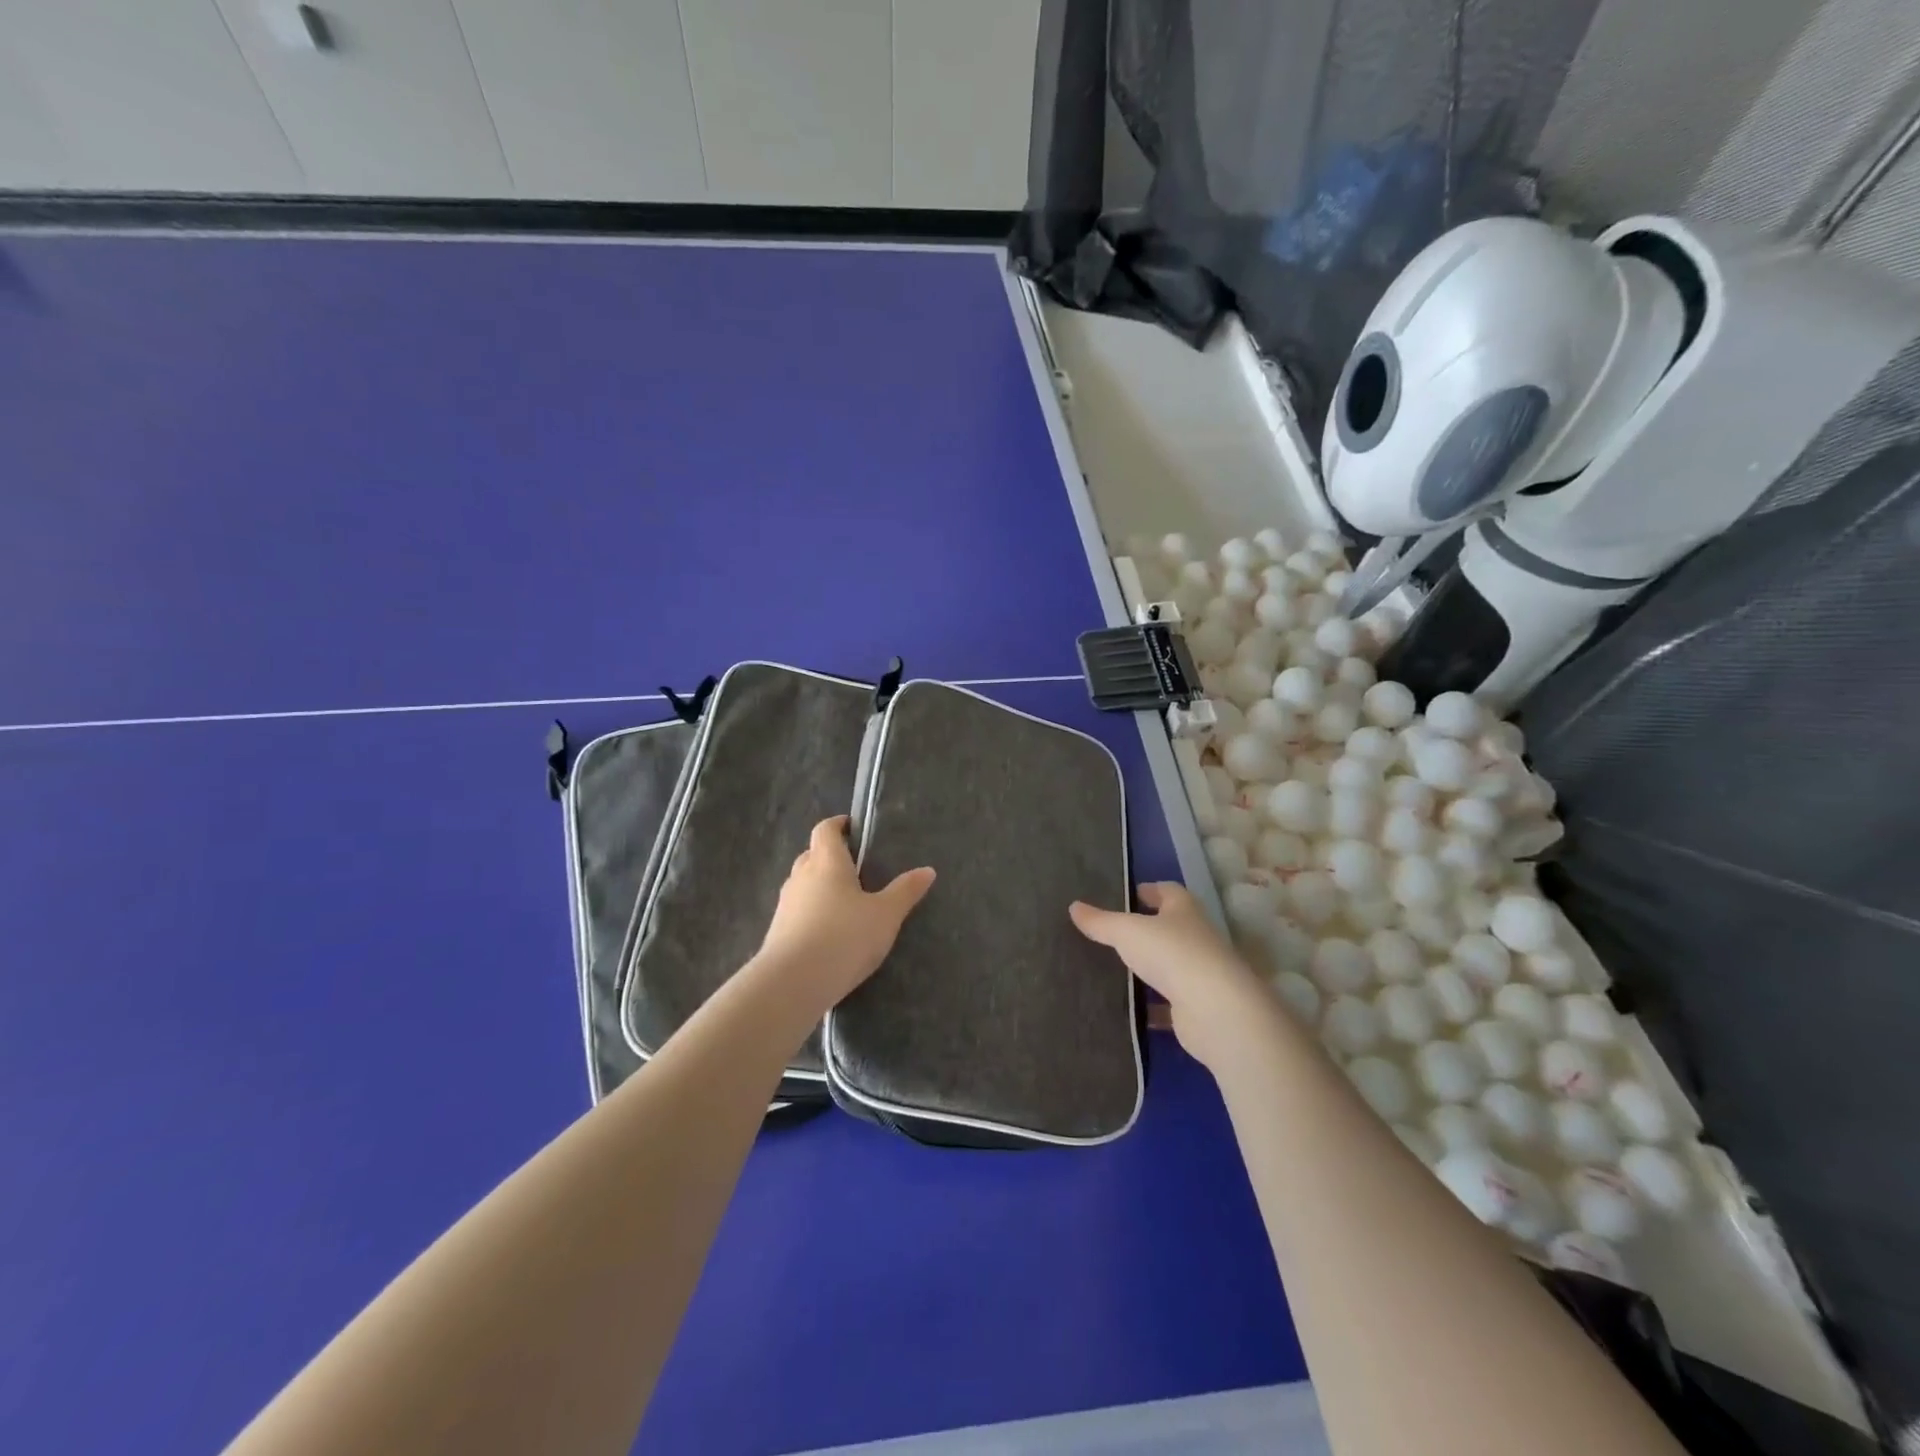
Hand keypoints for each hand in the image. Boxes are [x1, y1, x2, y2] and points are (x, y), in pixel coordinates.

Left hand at [759, 816, 935, 1008]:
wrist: (793, 983)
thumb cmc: (844, 937)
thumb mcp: (885, 915)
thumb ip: (905, 891)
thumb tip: (927, 870)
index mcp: (827, 862)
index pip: (826, 829)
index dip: (838, 824)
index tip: (853, 828)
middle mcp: (801, 876)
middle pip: (812, 854)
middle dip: (831, 856)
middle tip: (856, 869)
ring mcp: (785, 904)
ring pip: (803, 884)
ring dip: (819, 886)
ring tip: (845, 903)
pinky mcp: (777, 932)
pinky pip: (797, 911)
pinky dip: (811, 913)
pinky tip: (828, 932)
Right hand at [1070, 882, 1279, 1070]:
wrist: (1215, 1011)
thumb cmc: (1172, 954)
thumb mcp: (1127, 931)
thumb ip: (1101, 921)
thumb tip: (1074, 906)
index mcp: (1184, 910)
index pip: (1168, 891)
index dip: (1149, 890)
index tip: (1128, 894)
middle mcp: (1197, 937)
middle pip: (1170, 927)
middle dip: (1147, 928)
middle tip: (1113, 931)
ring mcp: (1200, 973)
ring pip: (1170, 965)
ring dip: (1149, 967)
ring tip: (1115, 968)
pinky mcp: (1197, 1007)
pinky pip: (1169, 1002)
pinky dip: (1152, 1005)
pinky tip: (1129, 1009)